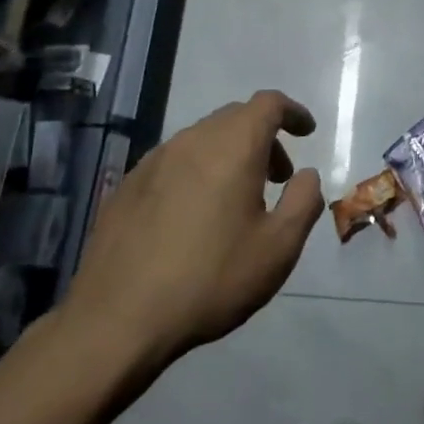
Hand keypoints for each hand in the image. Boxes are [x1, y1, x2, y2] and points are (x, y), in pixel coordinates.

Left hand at [61, 91, 323, 378]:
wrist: (116, 319)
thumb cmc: (210, 279)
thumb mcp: (278, 248)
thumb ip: (303, 201)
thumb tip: (306, 175)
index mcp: (233, 146)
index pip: (268, 104)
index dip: (292, 112)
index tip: (306, 132)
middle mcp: (193, 140)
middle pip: (235, 118)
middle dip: (263, 138)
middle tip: (278, 177)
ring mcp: (154, 160)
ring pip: (203, 139)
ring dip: (229, 155)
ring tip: (237, 200)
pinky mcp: (128, 185)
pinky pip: (175, 162)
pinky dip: (197, 171)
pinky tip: (194, 215)